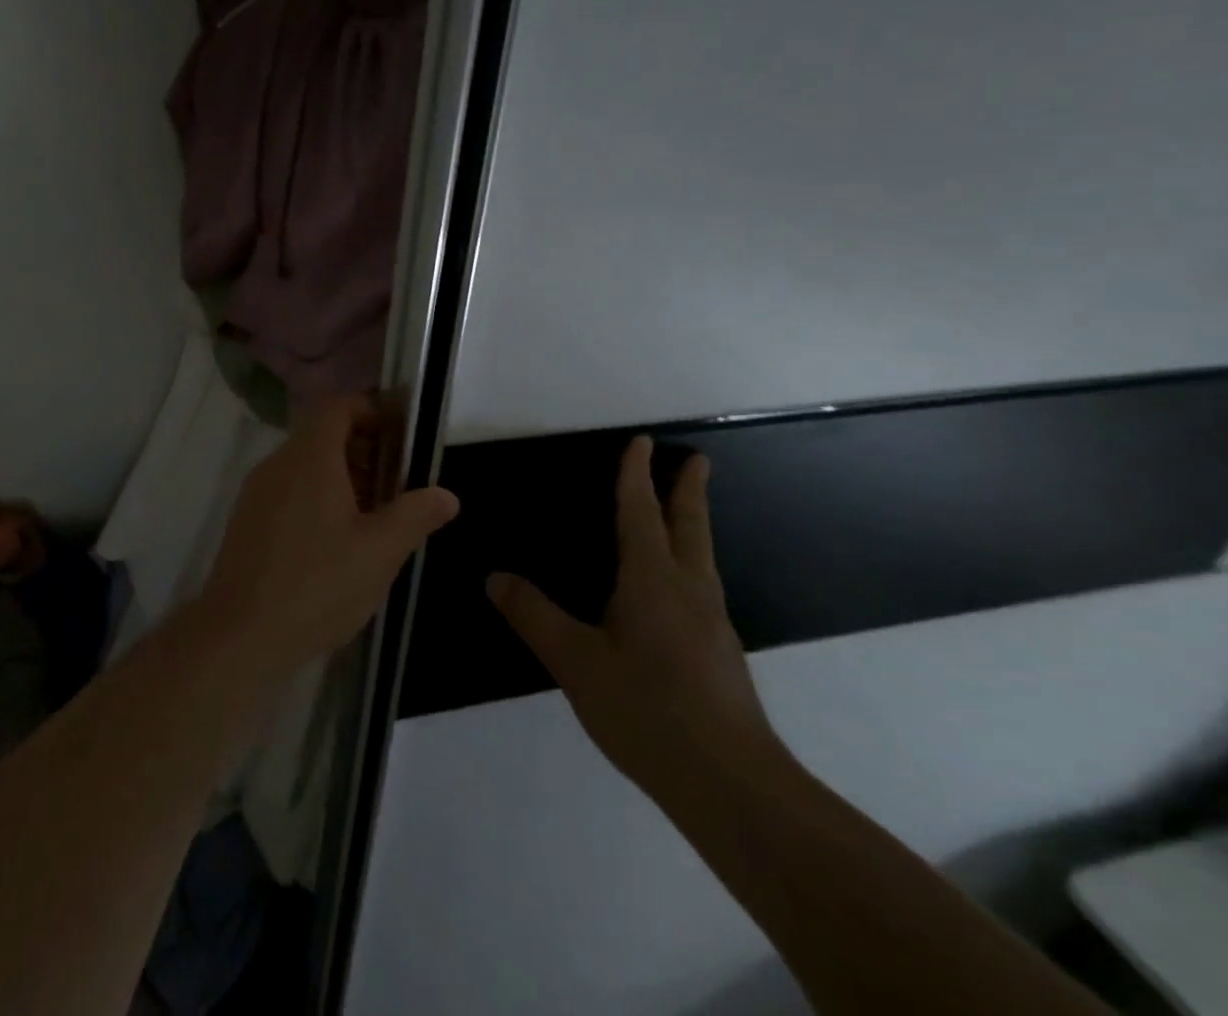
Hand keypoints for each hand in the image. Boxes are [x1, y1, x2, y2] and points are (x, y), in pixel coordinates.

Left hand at [201, 396, 459, 678]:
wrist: (239, 635)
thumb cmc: (317, 585)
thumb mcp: (380, 552)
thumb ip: (415, 516)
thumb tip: (446, 495)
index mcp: (310, 458)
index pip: (338, 406)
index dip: (371, 411)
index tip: (400, 437)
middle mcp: (278, 463)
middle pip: (322, 434)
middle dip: (363, 451)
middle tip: (396, 486)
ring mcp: (257, 492)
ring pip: (304, 464)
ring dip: (341, 477)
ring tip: (373, 518)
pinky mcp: (246, 520)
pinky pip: (287, 489)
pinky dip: (316, 497)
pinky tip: (335, 542)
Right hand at [487, 437, 781, 797]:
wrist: (731, 784)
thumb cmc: (647, 710)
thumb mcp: (576, 662)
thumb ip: (534, 616)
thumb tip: (495, 577)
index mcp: (652, 581)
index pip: (641, 514)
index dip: (637, 476)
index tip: (643, 442)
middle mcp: (688, 592)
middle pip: (689, 528)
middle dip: (688, 492)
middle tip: (697, 461)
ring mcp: (712, 624)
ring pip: (702, 558)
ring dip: (693, 526)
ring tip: (686, 517)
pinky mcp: (721, 656)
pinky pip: (703, 590)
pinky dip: (692, 566)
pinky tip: (681, 594)